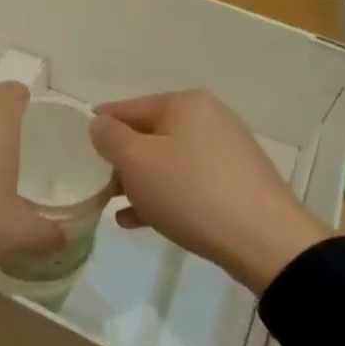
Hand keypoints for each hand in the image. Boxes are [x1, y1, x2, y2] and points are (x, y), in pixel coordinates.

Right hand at [89, 91, 327, 294]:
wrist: (265, 241)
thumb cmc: (191, 192)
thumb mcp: (136, 161)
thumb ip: (109, 137)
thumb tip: (101, 124)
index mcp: (184, 104)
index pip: (127, 107)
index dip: (101, 127)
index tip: (79, 149)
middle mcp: (209, 118)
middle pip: (149, 134)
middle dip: (122, 160)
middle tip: (99, 185)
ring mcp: (227, 150)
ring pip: (168, 161)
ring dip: (140, 182)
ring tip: (116, 207)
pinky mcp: (236, 182)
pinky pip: (188, 182)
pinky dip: (164, 196)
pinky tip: (141, 221)